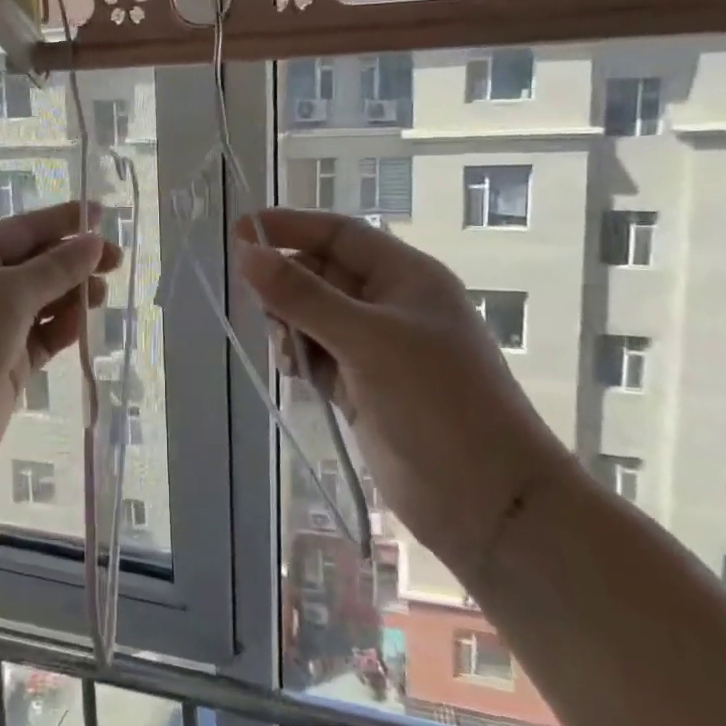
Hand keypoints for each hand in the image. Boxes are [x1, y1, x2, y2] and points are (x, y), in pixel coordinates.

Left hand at [0, 202, 118, 503]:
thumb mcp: (6, 294)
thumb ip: (54, 268)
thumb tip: (92, 242)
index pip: (21, 229)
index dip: (61, 220)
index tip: (102, 214)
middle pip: (33, 265)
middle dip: (73, 260)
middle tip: (116, 263)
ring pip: (40, 303)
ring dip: (71, 296)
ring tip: (101, 296)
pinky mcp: (4, 368)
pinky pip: (41, 339)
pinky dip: (61, 329)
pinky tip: (82, 327)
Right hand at [235, 209, 570, 576]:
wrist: (485, 499)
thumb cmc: (436, 401)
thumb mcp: (366, 340)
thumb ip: (303, 297)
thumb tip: (246, 254)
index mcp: (406, 277)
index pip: (339, 234)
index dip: (290, 227)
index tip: (239, 232)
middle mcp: (391, 305)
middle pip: (322, 275)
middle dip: (288, 287)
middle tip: (266, 312)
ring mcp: (377, 349)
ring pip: (315, 318)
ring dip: (291, 327)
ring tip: (288, 355)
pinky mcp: (364, 387)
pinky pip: (318, 356)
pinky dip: (301, 359)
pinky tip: (294, 374)